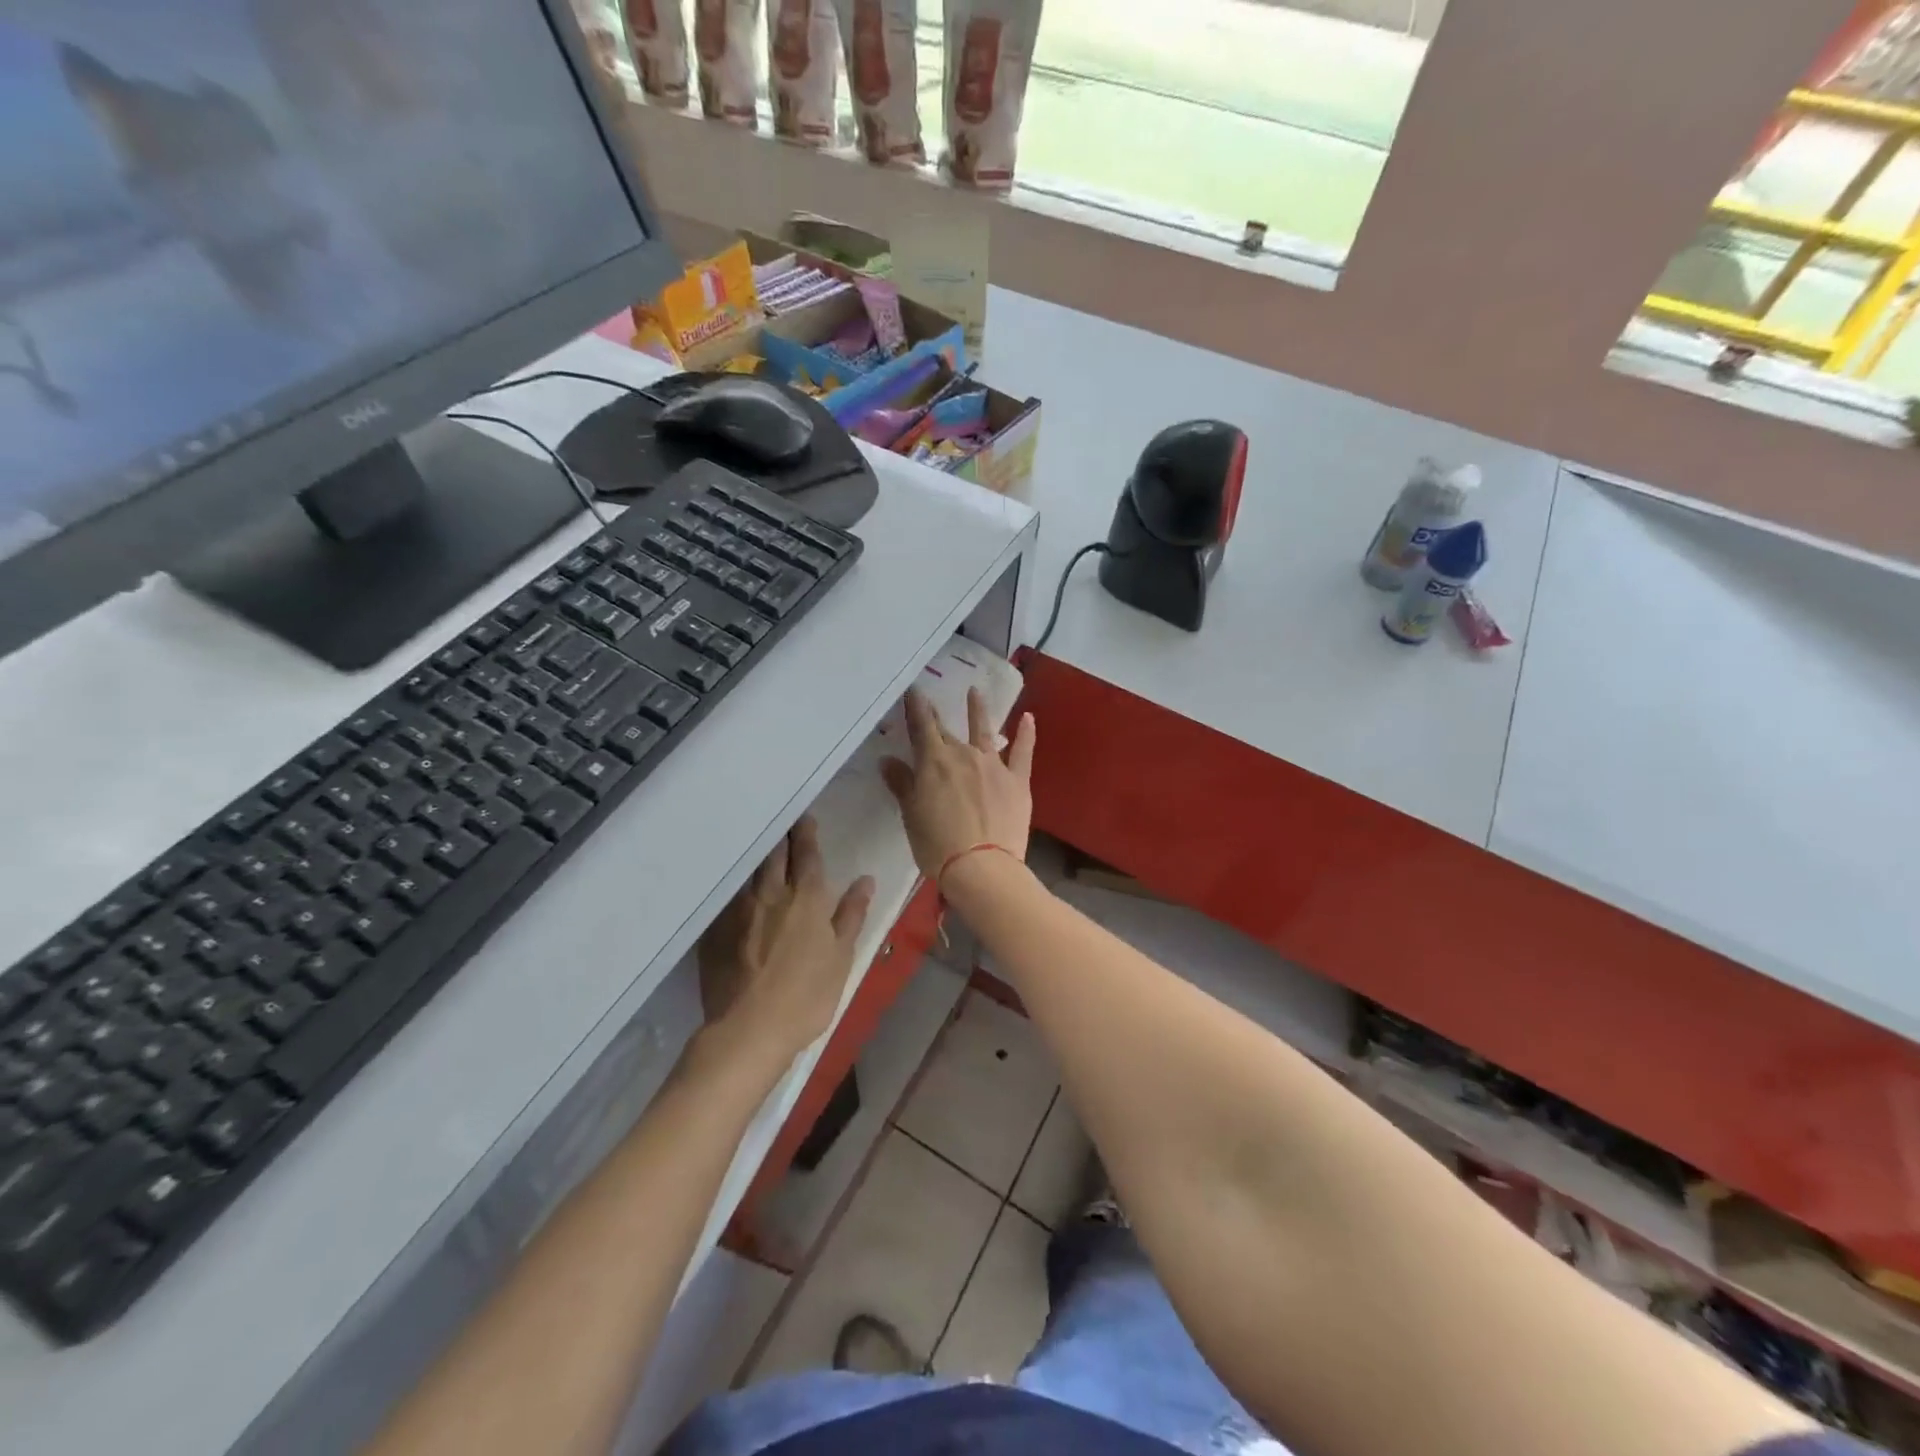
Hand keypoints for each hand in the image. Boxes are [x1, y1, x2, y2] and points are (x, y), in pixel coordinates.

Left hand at [697, 816, 874, 1065]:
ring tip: (760, 845)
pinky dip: (736, 883)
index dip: (806, 835)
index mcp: (806, 898)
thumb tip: (865, 880)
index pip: (806, 855)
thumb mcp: (841, 956)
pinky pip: (727, 895)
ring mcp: (738, 910)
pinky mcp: (716, 929)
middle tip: (783, 824)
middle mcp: (770, 894)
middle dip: (781, 836)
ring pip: (749, 870)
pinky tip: (735, 884)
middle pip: (774, 854)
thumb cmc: (807, 995)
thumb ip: (851, 915)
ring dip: (757, 855)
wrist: (749, 1029)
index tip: (805, 820)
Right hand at [880, 687, 1034, 881]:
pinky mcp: (1018, 781)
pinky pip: (1022, 752)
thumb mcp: (912, 815)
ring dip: (978, 711)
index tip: (913, 690)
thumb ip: (902, 784)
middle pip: (948, 732)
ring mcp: (994, 765)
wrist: (982, 867)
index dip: (916, 708)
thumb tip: (887, 760)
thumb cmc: (937, 844)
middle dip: (938, 718)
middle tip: (932, 704)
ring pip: (984, 731)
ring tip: (975, 692)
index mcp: (934, 761)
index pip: (922, 727)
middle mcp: (964, 754)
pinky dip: (1026, 733)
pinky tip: (1028, 718)